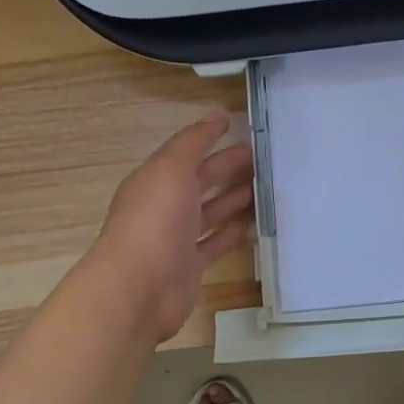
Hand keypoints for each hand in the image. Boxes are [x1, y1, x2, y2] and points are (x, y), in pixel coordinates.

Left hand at [89, 114, 254, 343]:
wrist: (140, 287)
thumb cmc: (154, 221)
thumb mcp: (172, 169)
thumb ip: (194, 142)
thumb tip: (217, 116)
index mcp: (155, 180)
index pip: (187, 154)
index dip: (211, 140)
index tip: (242, 130)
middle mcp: (164, 207)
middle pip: (200, 182)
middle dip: (228, 168)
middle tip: (263, 159)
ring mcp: (176, 239)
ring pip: (209, 213)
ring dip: (233, 200)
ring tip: (263, 189)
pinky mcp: (190, 266)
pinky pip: (215, 245)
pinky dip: (232, 235)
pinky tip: (253, 227)